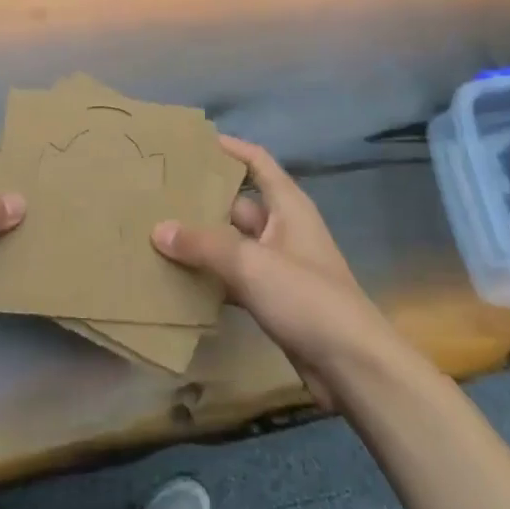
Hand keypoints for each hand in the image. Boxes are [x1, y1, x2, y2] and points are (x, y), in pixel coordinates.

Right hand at [153, 136, 393, 408]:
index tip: (192, 142)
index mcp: (288, 206)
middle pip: (238, 203)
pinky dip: (211, 276)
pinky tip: (178, 278)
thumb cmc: (307, 297)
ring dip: (203, 241)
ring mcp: (278, 264)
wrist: (352, 366)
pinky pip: (234, 277)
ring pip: (233, 243)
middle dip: (204, 198)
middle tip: (159, 192)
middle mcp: (283, 228)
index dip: (230, 148)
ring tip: (158, 231)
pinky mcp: (273, 298)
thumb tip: (158, 228)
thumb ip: (204, 245)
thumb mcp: (251, 264)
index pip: (257, 161)